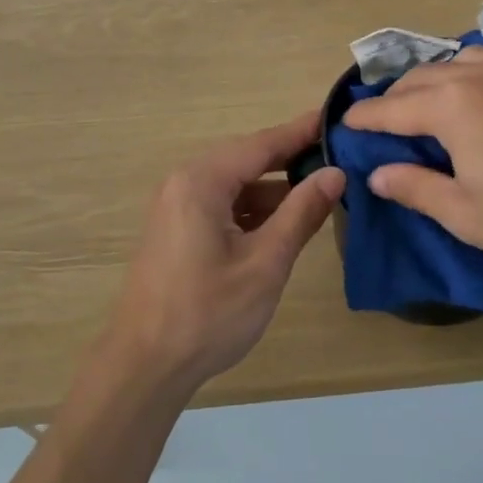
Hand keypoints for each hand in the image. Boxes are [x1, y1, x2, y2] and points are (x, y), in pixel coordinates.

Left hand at [110, 111, 344, 390]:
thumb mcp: (265, 262)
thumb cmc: (208, 313)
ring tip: (320, 189)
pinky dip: (253, 209)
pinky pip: (221, 204)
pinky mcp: (176, 230)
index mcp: (201, 181)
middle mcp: (184, 182)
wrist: (145, 365)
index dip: (301, 132)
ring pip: (235, 184)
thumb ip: (301, 213)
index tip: (335, 117)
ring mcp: (176, 206)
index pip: (261, 144)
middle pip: (246, 159)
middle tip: (337, 154)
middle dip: (290, 158)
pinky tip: (283, 222)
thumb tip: (335, 174)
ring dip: (273, 188)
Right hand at [340, 47, 482, 284]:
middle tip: (385, 122)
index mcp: (453, 106)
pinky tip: (482, 97)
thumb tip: (378, 174)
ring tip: (432, 104)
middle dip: (397, 98)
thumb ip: (415, 188)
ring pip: (460, 59)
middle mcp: (480, 75)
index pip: (393, 109)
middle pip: (422, 78)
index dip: (366, 118)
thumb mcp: (465, 214)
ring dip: (435, 79)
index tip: (346, 123)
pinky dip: (472, 75)